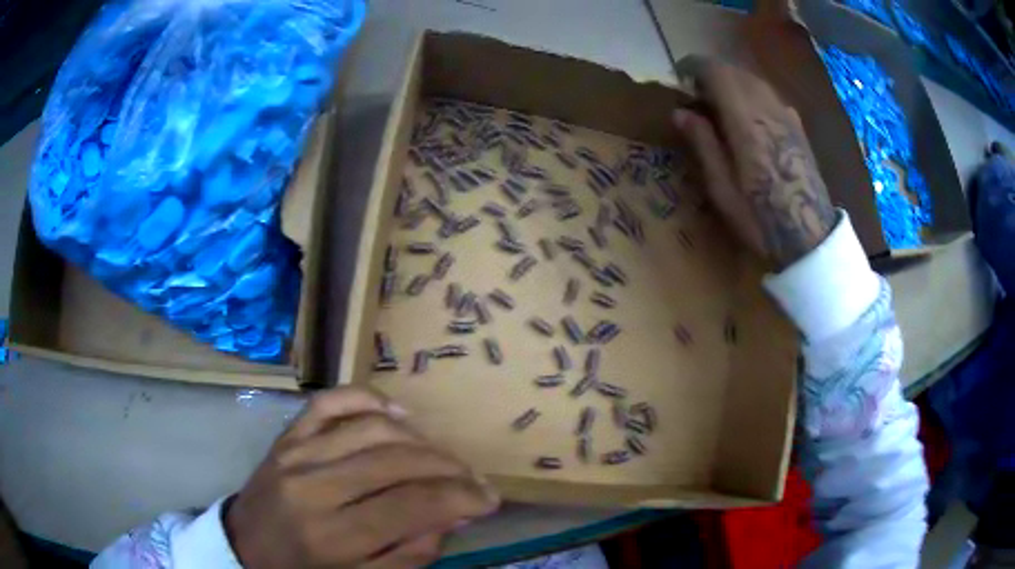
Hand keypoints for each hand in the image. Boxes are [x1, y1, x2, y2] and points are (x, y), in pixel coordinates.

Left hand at [224, 387, 499, 567]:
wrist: (247, 548)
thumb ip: (411, 554)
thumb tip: (455, 515)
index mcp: (332, 537)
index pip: (412, 505)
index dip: (462, 498)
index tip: (490, 499)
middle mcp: (312, 489)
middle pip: (396, 461)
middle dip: (448, 468)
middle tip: (473, 480)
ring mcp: (295, 454)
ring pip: (371, 428)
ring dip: (419, 438)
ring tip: (442, 457)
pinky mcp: (286, 436)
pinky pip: (329, 402)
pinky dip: (367, 399)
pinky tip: (397, 414)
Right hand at [673, 57, 835, 268]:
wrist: (810, 236)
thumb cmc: (761, 218)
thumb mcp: (722, 189)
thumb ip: (703, 143)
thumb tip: (680, 111)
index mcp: (745, 121)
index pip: (717, 72)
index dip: (695, 68)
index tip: (680, 78)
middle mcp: (767, 108)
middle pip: (736, 71)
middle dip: (713, 74)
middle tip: (697, 94)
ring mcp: (787, 115)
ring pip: (755, 80)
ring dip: (733, 83)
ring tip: (720, 104)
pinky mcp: (798, 125)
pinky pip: (770, 95)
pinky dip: (752, 94)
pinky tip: (749, 117)